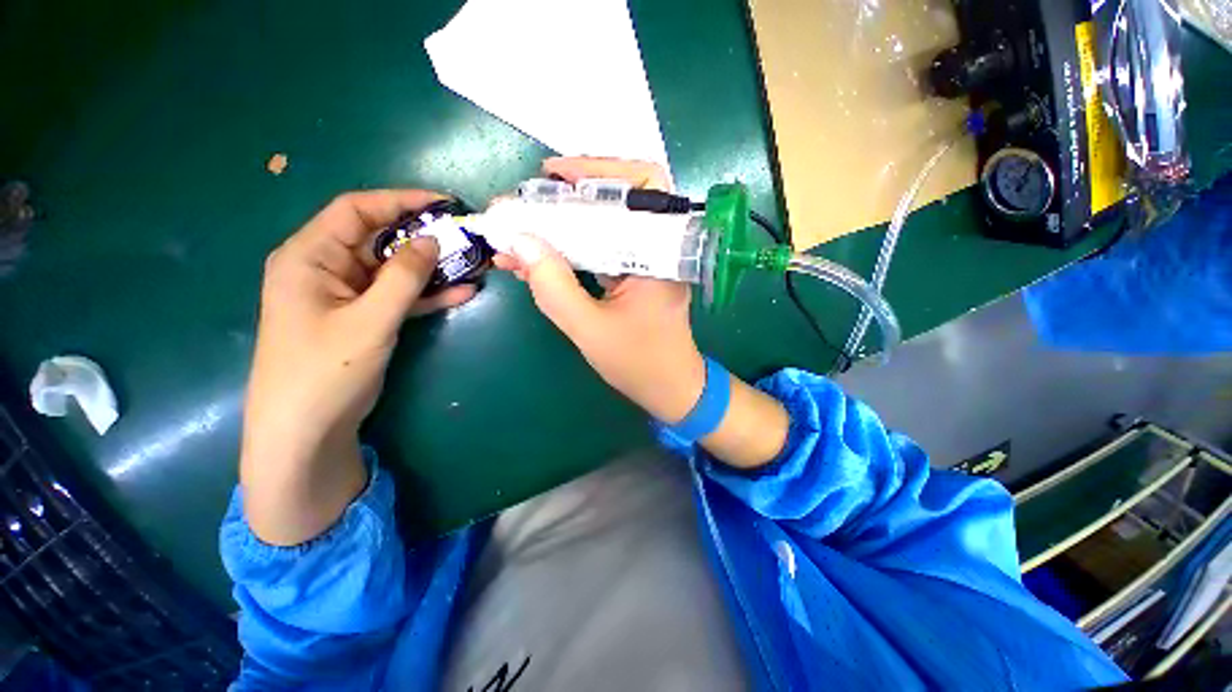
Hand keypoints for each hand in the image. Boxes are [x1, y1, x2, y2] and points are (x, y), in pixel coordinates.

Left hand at [241, 190, 474, 544]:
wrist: (306, 429)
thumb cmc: (325, 370)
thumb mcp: (370, 320)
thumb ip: (404, 277)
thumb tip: (433, 240)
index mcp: (310, 256)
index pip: (357, 210)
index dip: (400, 201)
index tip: (444, 203)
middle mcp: (326, 268)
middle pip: (379, 239)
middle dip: (423, 236)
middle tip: (465, 236)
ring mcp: (347, 295)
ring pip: (394, 269)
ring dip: (431, 267)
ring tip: (472, 262)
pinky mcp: (363, 317)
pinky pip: (399, 296)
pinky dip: (427, 294)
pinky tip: (462, 293)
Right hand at [494, 157, 706, 423]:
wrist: (669, 389)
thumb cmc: (639, 363)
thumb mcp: (590, 330)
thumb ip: (554, 288)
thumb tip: (520, 242)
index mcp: (661, 254)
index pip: (643, 186)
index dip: (598, 170)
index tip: (552, 174)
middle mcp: (658, 250)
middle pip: (617, 201)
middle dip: (568, 198)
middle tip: (529, 203)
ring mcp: (645, 262)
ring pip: (604, 227)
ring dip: (562, 226)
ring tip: (522, 230)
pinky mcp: (633, 276)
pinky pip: (600, 252)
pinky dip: (569, 251)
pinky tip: (536, 258)